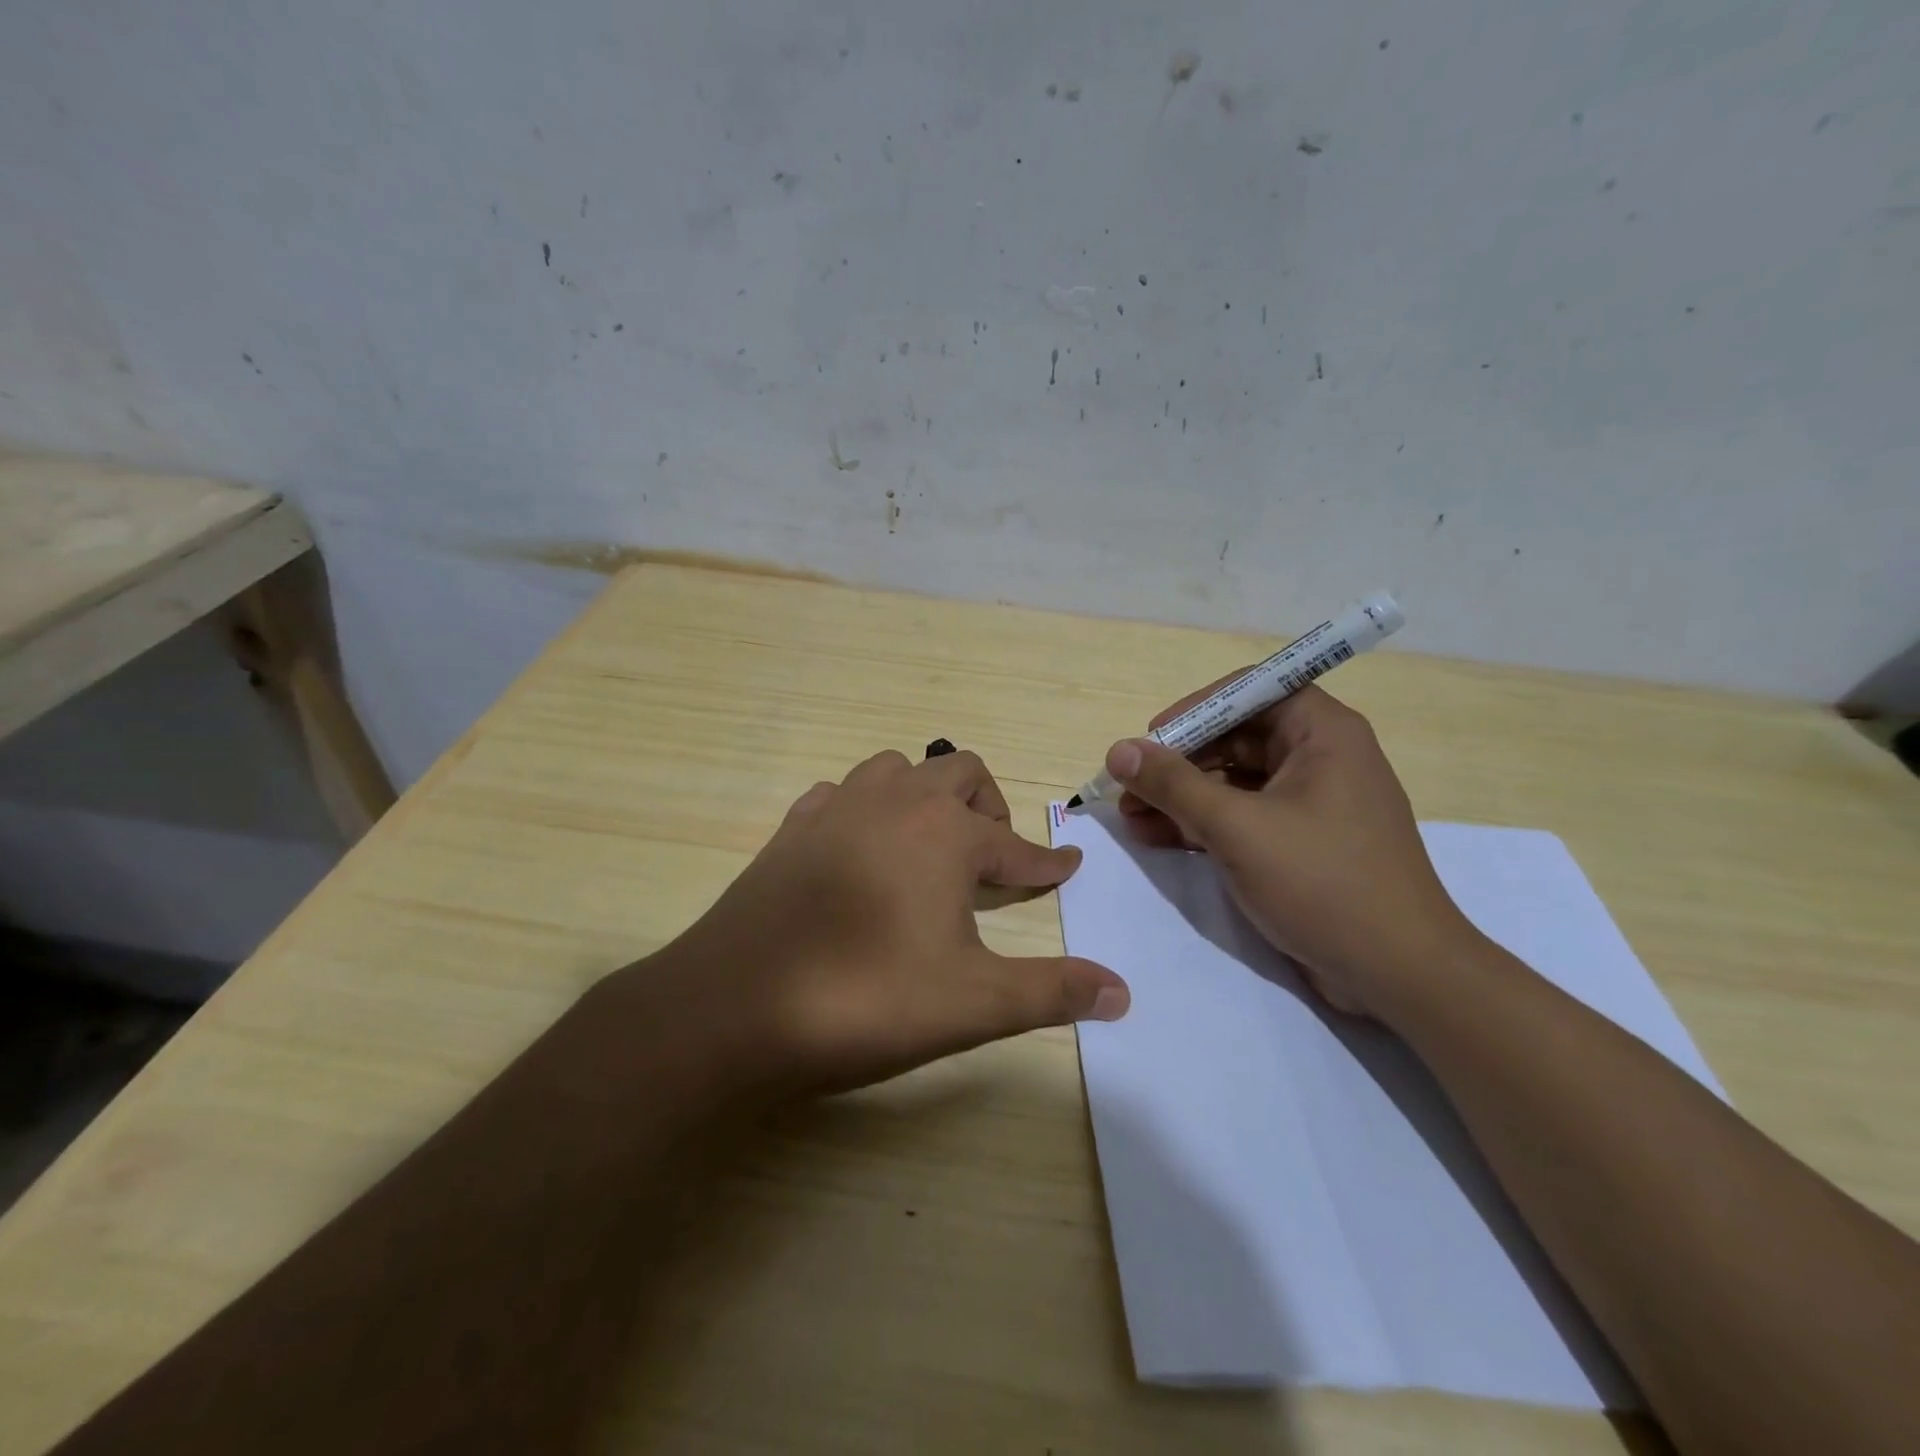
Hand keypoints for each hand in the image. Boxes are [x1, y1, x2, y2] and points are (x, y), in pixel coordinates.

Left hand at [641, 749, 1128, 1098]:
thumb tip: (1123, 993)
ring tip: (931, 851)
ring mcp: (837, 806)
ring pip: (899, 771)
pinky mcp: (793, 827)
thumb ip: (1052, 992)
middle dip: (989, 811)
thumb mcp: (972, 1003)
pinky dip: (867, 811)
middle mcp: (896, 801)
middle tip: (994, 864)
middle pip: (961, 774)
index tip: (1066, 869)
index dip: (1047, 864)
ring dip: (927, 799)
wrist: (734, 1006)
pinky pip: (843, 794)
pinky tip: (863, 852)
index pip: (1016, 847)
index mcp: (946, 833)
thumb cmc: (865, 999)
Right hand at [1105, 682, 1479, 1019]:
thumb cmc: (1323, 883)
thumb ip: (1174, 785)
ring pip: (1234, 782)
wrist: (1400, 975)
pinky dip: (1203, 825)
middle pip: (1235, 738)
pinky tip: (1159, 839)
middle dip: (1178, 763)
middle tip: (1128, 789)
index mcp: (1322, 733)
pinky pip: (1244, 817)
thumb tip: (1118, 750)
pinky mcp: (1302, 843)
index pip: (1248, 692)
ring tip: (1132, 819)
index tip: (1149, 739)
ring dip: (1182, 797)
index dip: (1193, 710)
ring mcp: (1312, 803)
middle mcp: (1320, 757)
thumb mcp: (1237, 828)